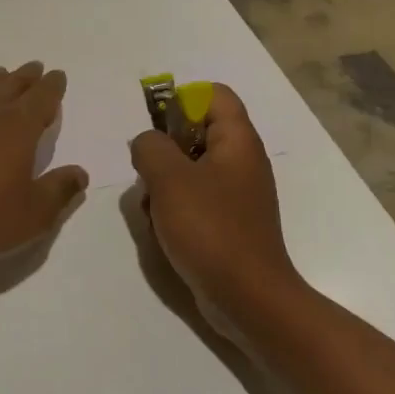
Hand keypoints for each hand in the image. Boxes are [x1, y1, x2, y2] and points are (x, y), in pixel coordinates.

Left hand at [0, 63, 87, 263]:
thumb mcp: (33, 214)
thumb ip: (59, 192)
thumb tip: (80, 173)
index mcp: (18, 127)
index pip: (41, 97)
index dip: (52, 86)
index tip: (57, 75)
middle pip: (10, 86)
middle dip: (25, 76)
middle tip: (34, 68)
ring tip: (1, 74)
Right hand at [129, 84, 302, 340]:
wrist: (247, 299)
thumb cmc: (210, 229)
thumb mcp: (169, 179)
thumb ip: (150, 147)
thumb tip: (146, 142)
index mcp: (237, 141)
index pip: (214, 95)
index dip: (182, 100)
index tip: (155, 127)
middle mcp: (241, 162)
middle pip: (196, 132)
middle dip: (164, 149)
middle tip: (148, 172)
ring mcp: (235, 195)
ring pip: (189, 169)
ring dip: (163, 183)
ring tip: (153, 207)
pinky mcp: (227, 223)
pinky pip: (194, 199)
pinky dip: (173, 208)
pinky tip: (162, 230)